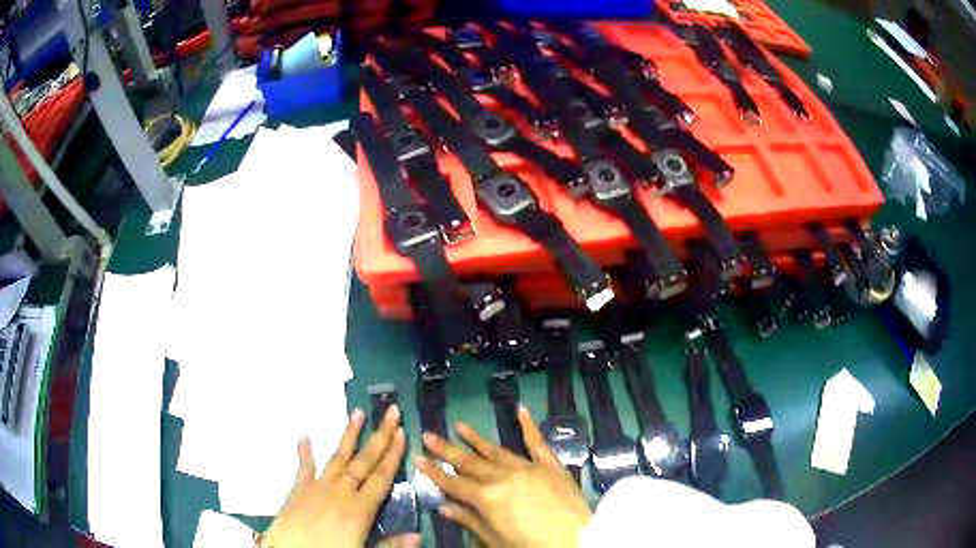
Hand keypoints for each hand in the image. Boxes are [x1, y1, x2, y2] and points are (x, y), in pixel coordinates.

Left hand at [262, 406, 418, 547]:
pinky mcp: (298, 489)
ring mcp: (317, 487)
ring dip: (349, 435)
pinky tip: (304, 435)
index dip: (393, 454)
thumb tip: (419, 536)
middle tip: (391, 411)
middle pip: (364, 461)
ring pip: (338, 457)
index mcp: (359, 508)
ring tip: (357, 412)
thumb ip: (391, 545)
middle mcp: (340, 491)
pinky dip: (304, 451)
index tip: (402, 431)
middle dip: (379, 436)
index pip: (381, 477)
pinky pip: (304, 467)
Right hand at [415, 406, 591, 546]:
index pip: (454, 483)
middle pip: (470, 462)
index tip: (417, 457)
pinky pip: (537, 443)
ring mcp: (528, 468)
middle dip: (447, 450)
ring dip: (476, 439)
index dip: (434, 471)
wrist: (578, 539)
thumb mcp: (496, 540)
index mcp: (487, 498)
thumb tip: (444, 507)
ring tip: (459, 425)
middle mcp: (503, 477)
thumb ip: (470, 521)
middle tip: (429, 434)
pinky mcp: (550, 466)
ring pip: (496, 450)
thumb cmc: (532, 545)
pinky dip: (529, 426)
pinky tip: (520, 409)